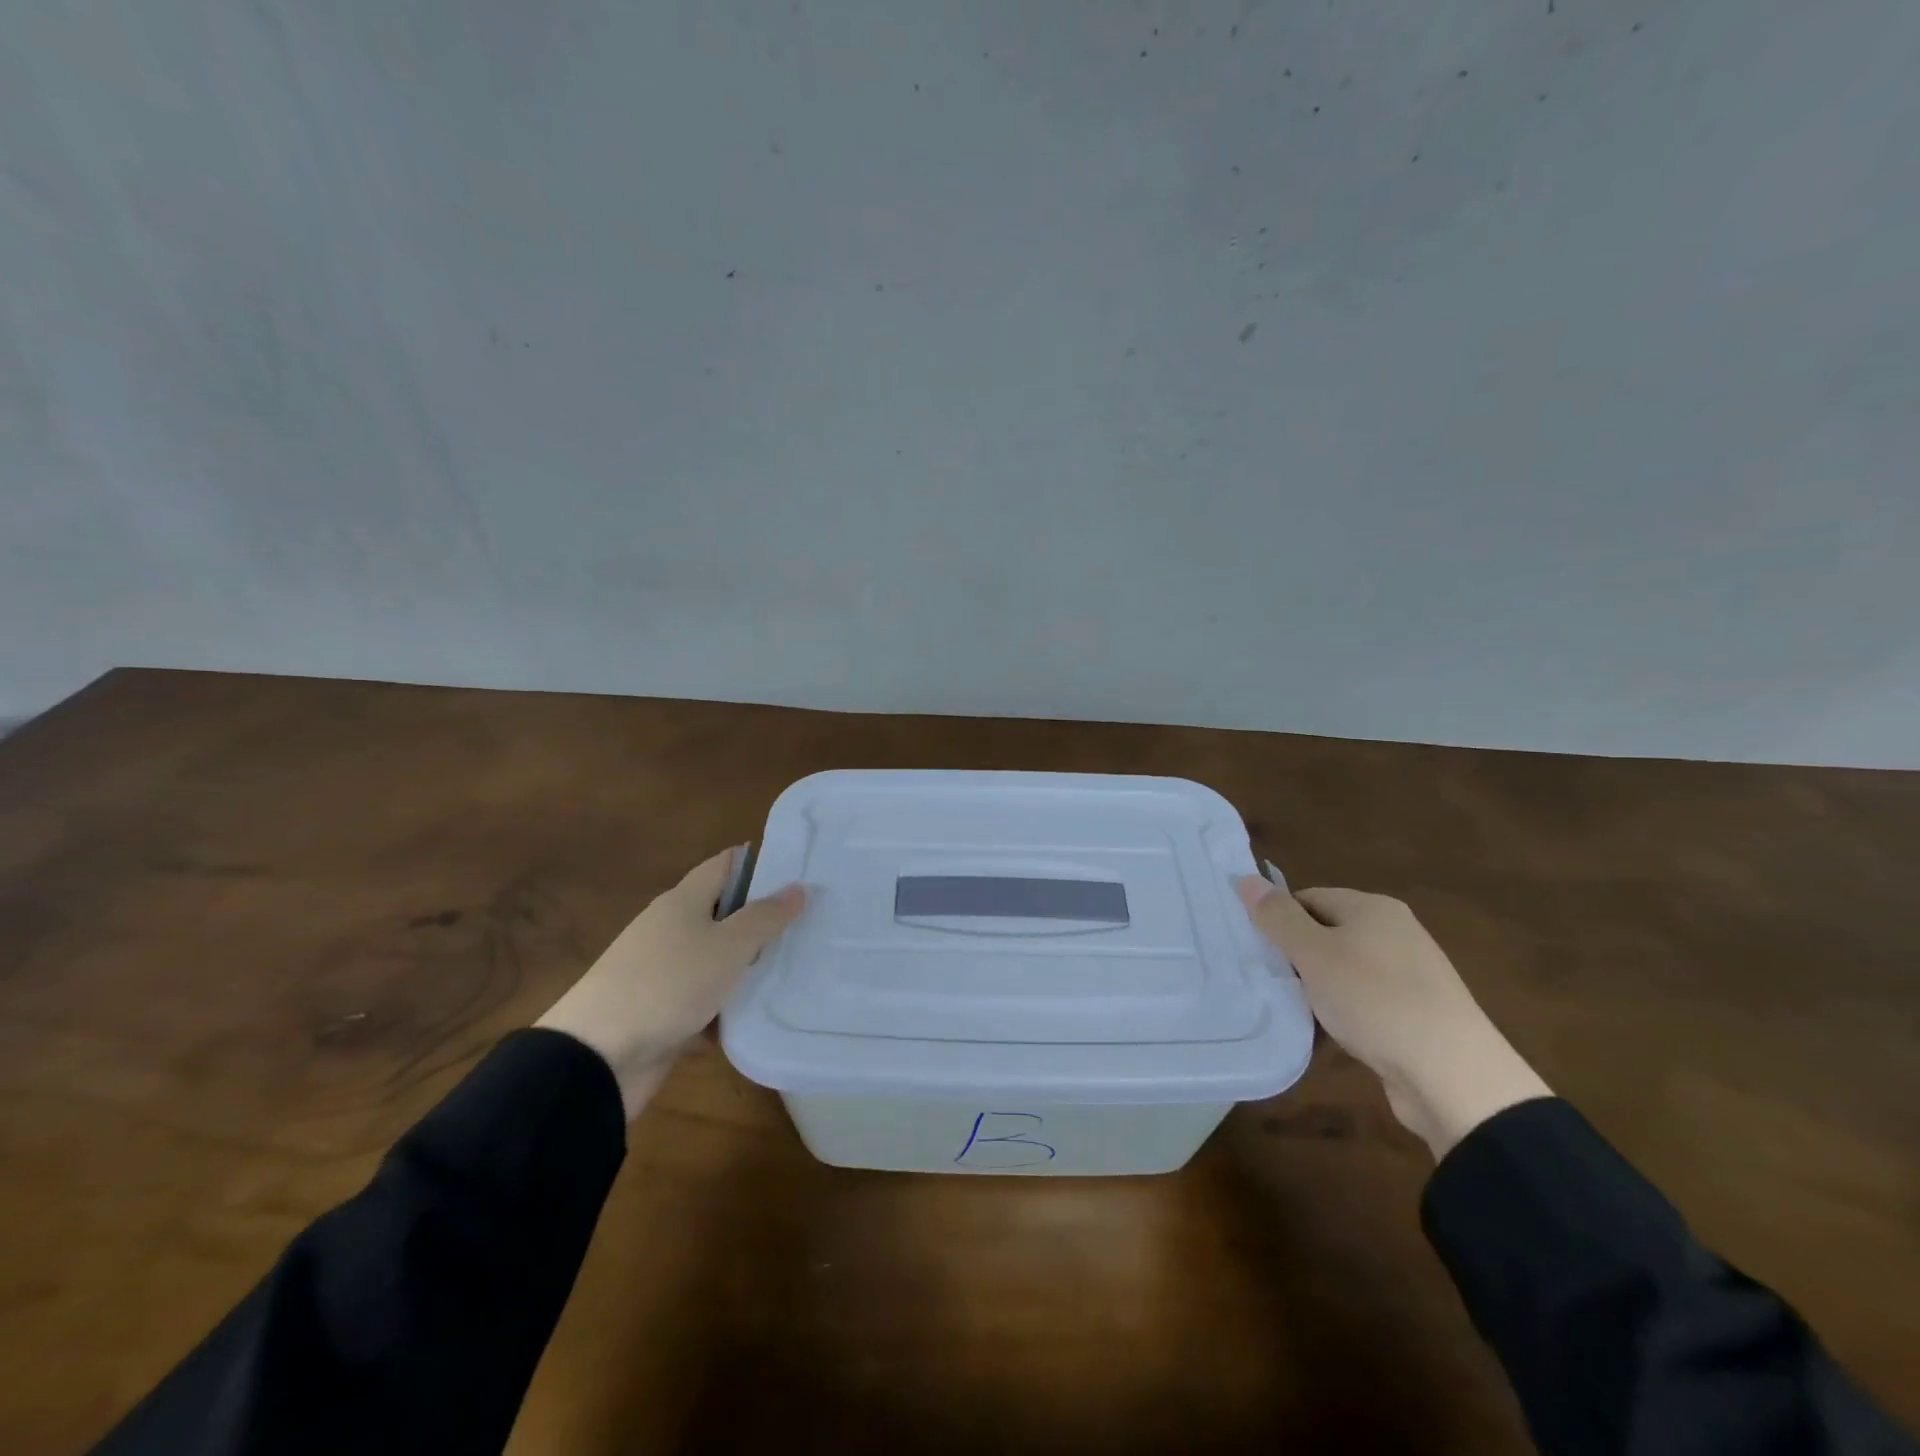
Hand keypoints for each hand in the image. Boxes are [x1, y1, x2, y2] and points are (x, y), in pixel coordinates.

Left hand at [538, 849, 805, 1117]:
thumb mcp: (727, 946)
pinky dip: (728, 1007)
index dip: (760, 863)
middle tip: (812, 923)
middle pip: (724, 913)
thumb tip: (798, 887)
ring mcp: (663, 972)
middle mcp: (671, 929)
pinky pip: (705, 1001)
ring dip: (748, 967)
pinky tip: (761, 1015)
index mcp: (683, 901)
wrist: (596, 1058)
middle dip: (763, 919)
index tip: (801, 870)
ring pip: (717, 960)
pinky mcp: (661, 1012)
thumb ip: (765, 917)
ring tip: (799, 970)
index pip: (726, 865)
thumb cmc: (668, 985)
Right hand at [1237, 880, 1549, 1158]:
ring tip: (1299, 1009)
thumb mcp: (1314, 954)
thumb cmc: (1375, 1000)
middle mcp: (1396, 931)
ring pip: (1346, 968)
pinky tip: (1334, 1031)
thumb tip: (1245, 878)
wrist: (1453, 1076)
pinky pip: (1367, 998)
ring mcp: (1411, 972)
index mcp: (1373, 907)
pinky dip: (1346, 1010)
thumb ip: (1278, 917)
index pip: (1308, 897)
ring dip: (1321, 987)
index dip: (1280, 921)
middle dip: (1298, 955)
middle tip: (1273, 980)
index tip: (1260, 952)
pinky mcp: (1418, 1011)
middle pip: (1327, 931)